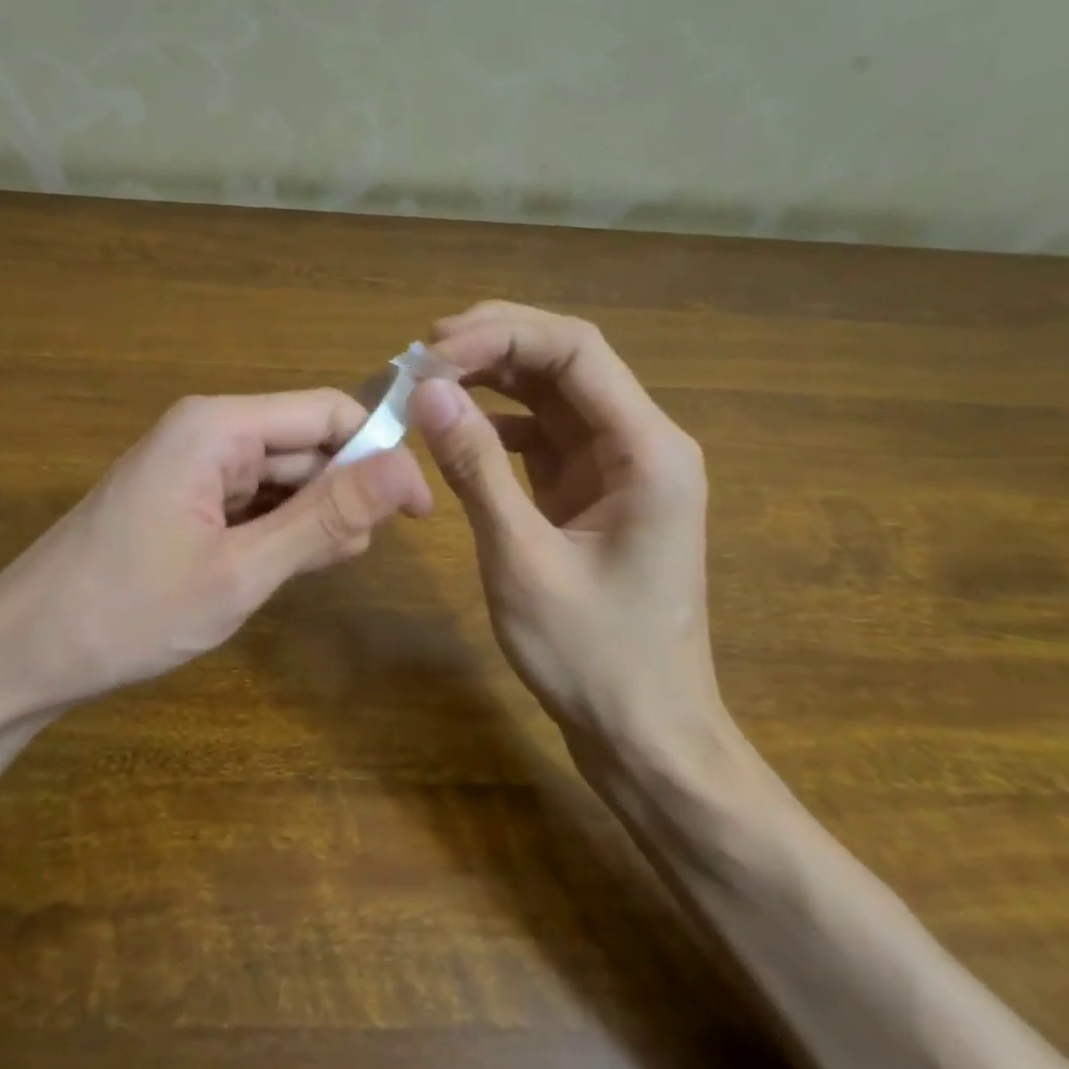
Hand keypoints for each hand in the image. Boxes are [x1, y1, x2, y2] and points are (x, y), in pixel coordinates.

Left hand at [0, 390, 431, 728]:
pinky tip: (282, 567)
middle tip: (353, 557)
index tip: (417, 513)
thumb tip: (408, 469)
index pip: (328, 413)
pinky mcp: (184, 500)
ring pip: (283, 478)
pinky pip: (252, 502)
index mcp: (219, 427)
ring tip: (314, 569)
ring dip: (313, 517)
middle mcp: (208, 432)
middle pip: (306, 445)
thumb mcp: (241, 570)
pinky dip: (279, 531)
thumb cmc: (128, 612)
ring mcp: (192, 468)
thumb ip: (326, 517)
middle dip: (343, 493)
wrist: (18, 657)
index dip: (379, 454)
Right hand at [410, 302, 728, 770]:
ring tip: (427, 378)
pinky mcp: (595, 491)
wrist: (645, 733)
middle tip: (420, 353)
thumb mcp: (522, 560)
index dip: (500, 335)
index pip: (575, 350)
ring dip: (493, 379)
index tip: (432, 352)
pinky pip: (546, 436)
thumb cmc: (593, 657)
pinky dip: (500, 424)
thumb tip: (427, 391)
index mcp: (648, 449)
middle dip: (494, 345)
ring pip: (553, 395)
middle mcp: (642, 442)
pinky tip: (458, 428)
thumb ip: (476, 469)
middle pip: (567, 360)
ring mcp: (620, 467)